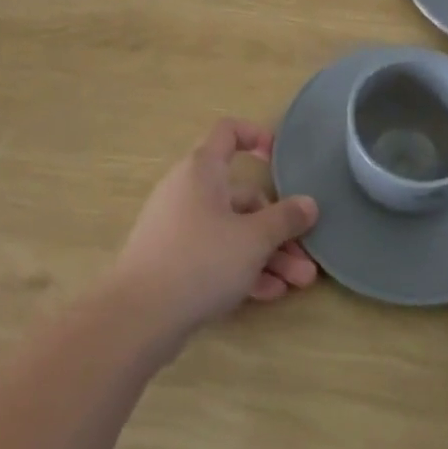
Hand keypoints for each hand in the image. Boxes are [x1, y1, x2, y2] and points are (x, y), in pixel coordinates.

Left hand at [109, 118, 319, 342]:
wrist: (138, 316)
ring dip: (267, 254)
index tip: (279, 157)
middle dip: (277, 226)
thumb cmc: (201, 259)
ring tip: (299, 283)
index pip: (227, 132)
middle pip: (241, 196)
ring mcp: (178, 226)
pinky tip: (269, 294)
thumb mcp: (253, 239)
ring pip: (232, 230)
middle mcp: (188, 190)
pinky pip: (215, 254)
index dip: (255, 135)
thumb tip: (309, 204)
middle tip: (306, 255)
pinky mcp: (173, 260)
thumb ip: (284, 219)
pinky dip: (241, 268)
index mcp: (202, 169)